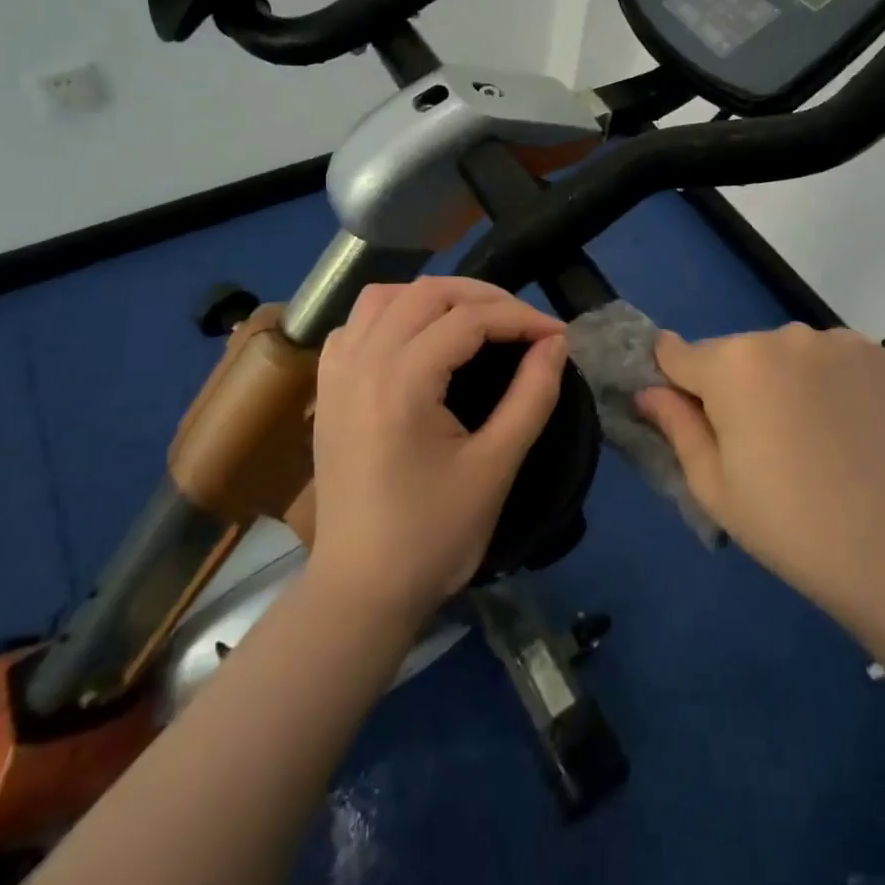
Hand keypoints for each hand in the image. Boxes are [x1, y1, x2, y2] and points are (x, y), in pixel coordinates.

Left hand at [308, 277, 566, 630]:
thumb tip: (555, 344)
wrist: (361, 591)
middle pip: (426, 293)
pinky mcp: (326, 389)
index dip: (520, 318)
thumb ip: (531, 396)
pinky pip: (356, 325)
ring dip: (434, 297)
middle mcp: (361, 362)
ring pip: (384, 297)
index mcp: (401, 382)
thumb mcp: (495, 467)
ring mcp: (336, 372)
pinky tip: (416, 340)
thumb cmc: (433, 536)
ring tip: (474, 319)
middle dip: (484, 297)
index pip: (469, 320)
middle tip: (524, 323)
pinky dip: (391, 315)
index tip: (557, 335)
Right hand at [636, 324, 884, 617]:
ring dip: (785, 380)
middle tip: (760, 444)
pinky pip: (832, 357)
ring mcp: (835, 341)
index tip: (688, 413)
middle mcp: (780, 336)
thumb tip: (648, 391)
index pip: (677, 353)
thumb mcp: (713, 486)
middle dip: (735, 386)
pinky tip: (848, 425)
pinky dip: (830, 381)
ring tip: (812, 436)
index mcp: (731, 365)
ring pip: (785, 354)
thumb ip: (676, 426)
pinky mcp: (878, 354)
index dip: (674, 381)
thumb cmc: (790, 524)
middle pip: (735, 354)